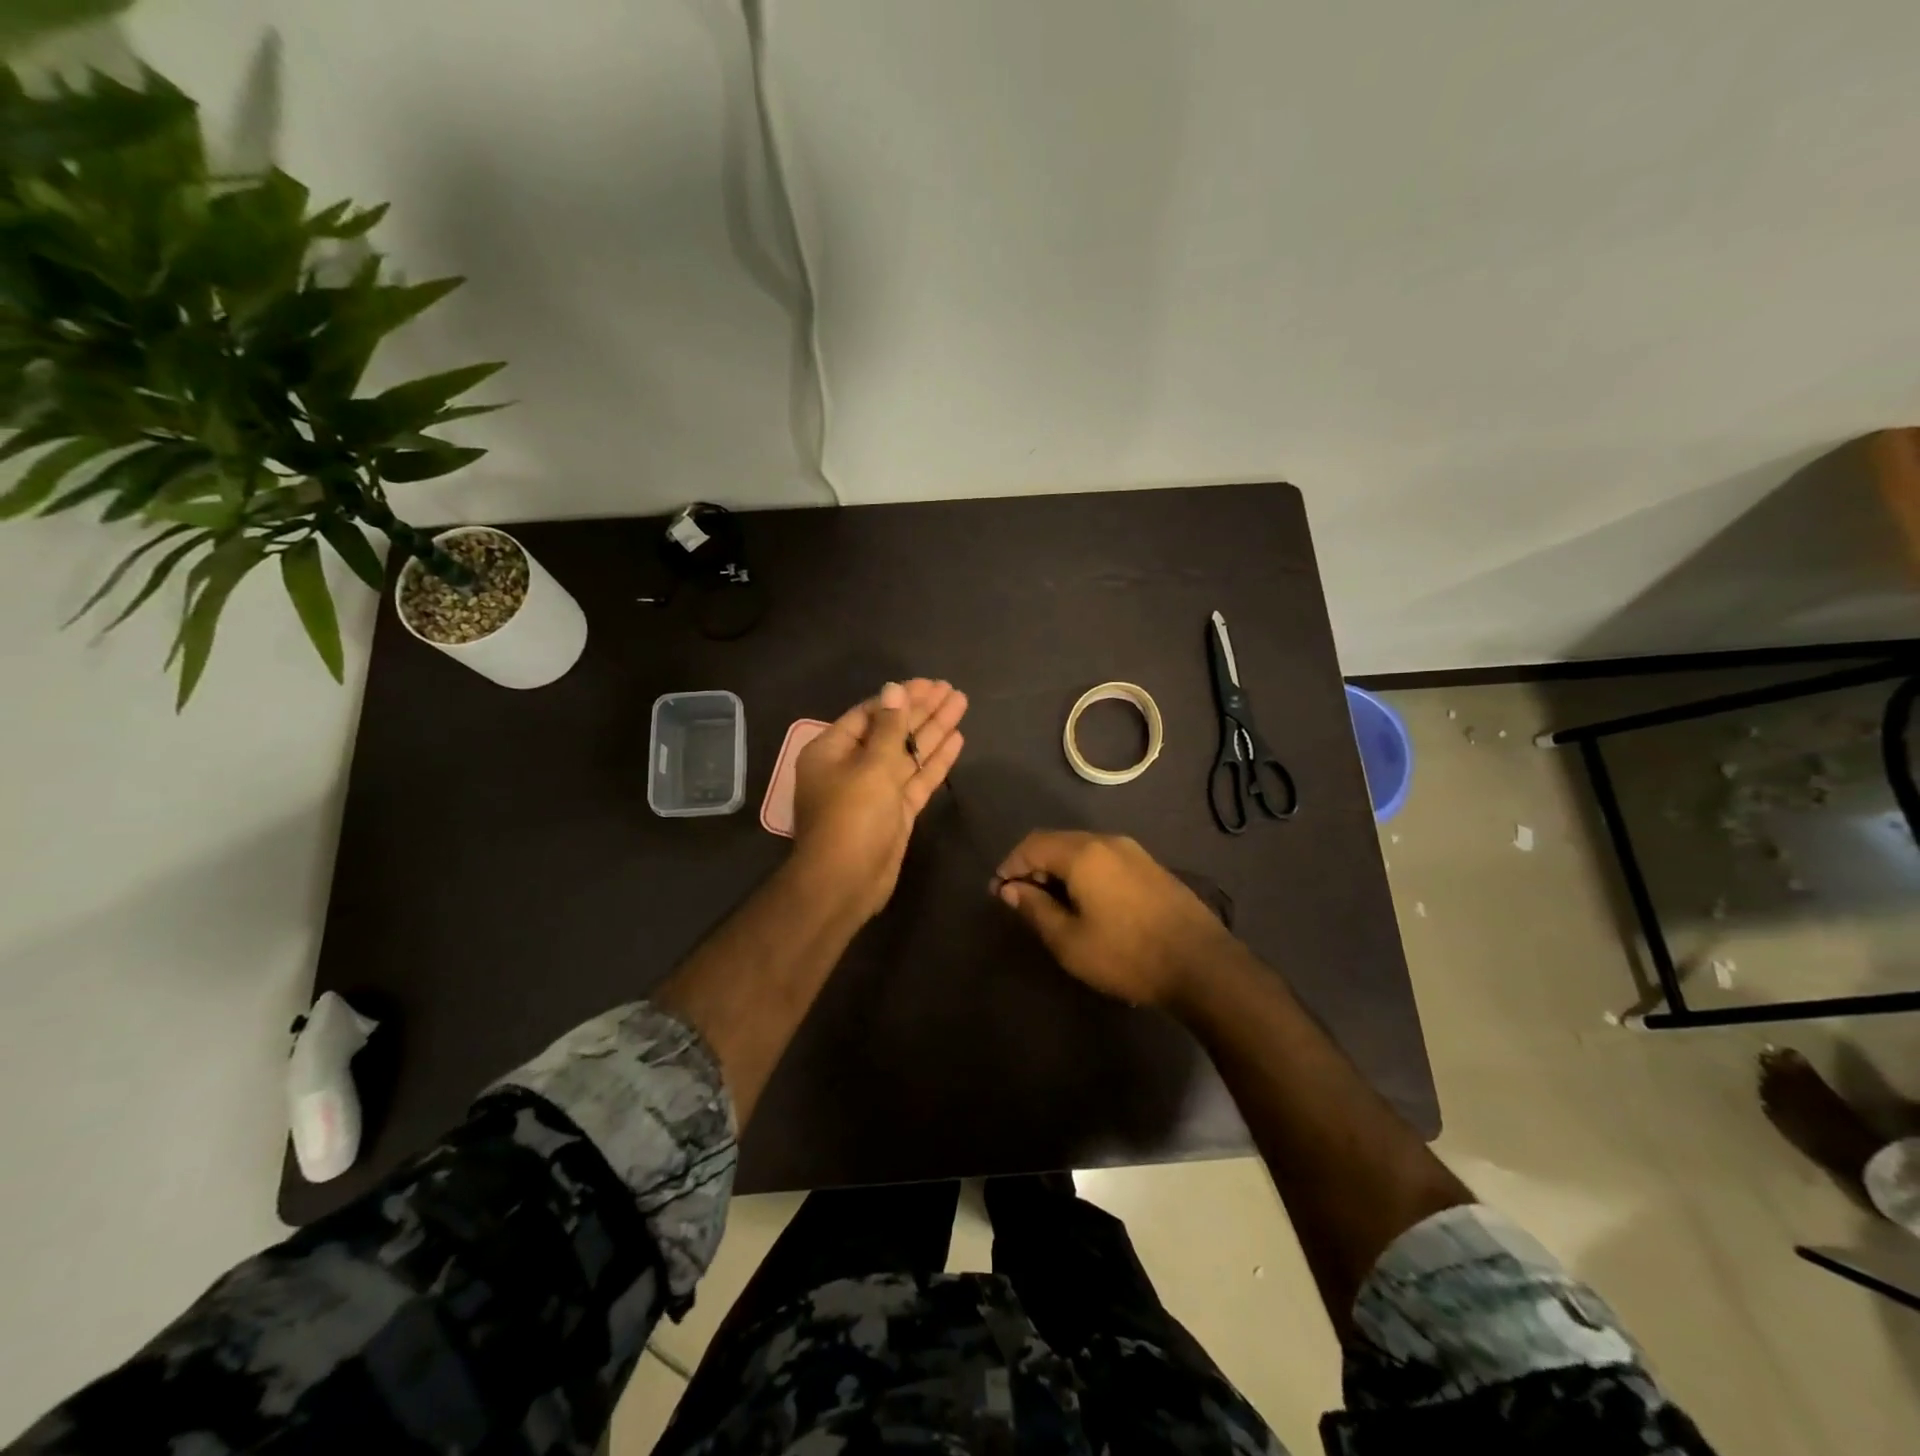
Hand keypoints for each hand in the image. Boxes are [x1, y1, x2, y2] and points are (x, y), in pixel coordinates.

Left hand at [792, 679, 967, 921]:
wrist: (845, 882)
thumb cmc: (852, 817)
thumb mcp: (871, 766)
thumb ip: (889, 727)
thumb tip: (894, 689)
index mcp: (832, 750)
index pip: (869, 714)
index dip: (900, 698)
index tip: (929, 684)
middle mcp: (851, 766)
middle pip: (891, 731)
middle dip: (922, 710)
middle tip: (951, 690)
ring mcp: (875, 790)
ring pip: (908, 753)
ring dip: (934, 730)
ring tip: (961, 704)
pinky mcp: (895, 811)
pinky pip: (917, 778)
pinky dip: (936, 761)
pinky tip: (957, 739)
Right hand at [993, 831, 1240, 1008]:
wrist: (1202, 965)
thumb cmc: (1127, 954)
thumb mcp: (1069, 941)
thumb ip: (1035, 910)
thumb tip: (1011, 889)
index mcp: (1082, 853)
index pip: (1032, 845)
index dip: (1010, 865)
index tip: (998, 892)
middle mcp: (1107, 841)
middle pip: (1057, 841)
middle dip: (1033, 865)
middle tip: (1020, 898)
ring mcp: (1133, 852)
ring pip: (1081, 849)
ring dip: (1058, 868)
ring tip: (1050, 902)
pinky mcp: (1151, 866)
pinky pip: (1103, 858)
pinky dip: (1083, 872)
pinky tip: (1085, 901)